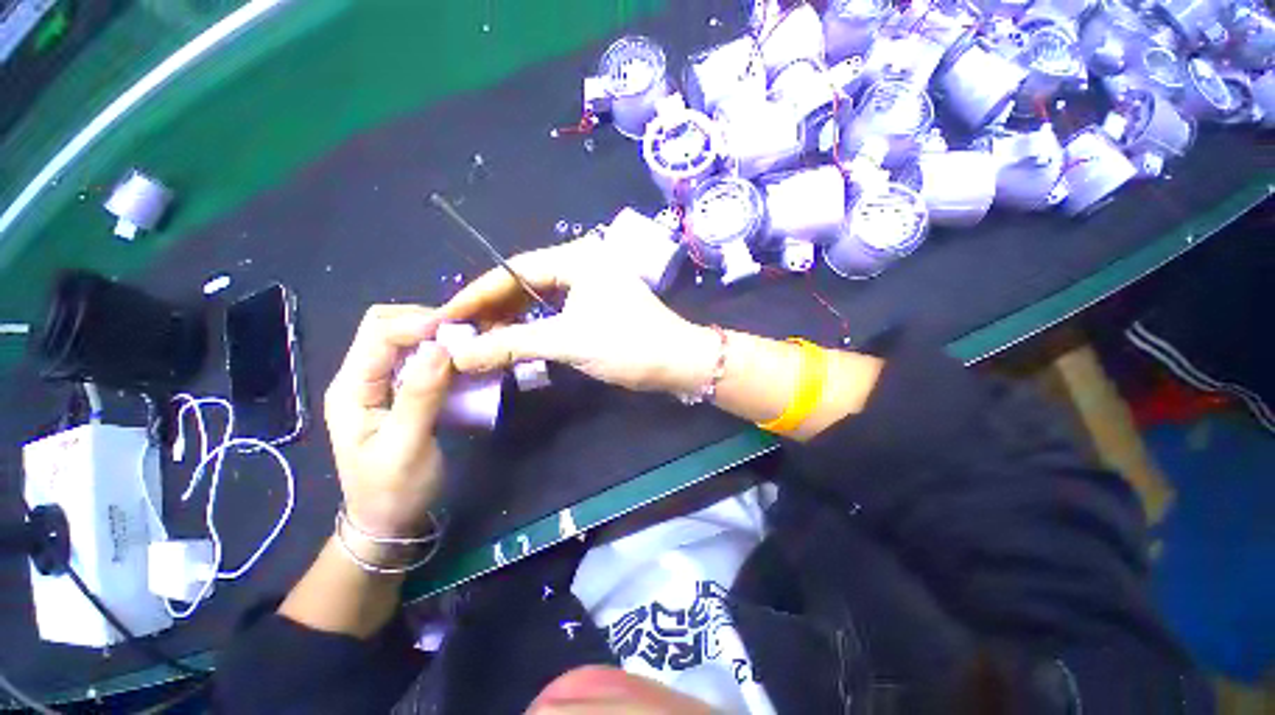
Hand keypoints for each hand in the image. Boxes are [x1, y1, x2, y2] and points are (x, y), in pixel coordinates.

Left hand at [323, 305, 451, 536]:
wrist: (388, 520)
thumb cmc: (394, 489)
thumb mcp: (407, 446)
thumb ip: (421, 396)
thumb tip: (441, 348)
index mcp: (351, 388)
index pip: (379, 334)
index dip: (419, 323)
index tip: (461, 329)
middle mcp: (362, 378)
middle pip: (387, 328)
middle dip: (427, 323)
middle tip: (466, 335)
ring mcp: (381, 385)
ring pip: (406, 341)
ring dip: (437, 337)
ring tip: (470, 345)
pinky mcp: (401, 393)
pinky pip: (421, 360)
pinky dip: (442, 354)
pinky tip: (463, 363)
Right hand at [439, 239, 720, 394]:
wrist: (679, 363)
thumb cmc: (628, 345)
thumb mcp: (568, 341)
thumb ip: (512, 344)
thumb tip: (460, 355)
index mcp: (576, 258)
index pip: (513, 271)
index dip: (476, 294)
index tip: (444, 315)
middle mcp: (582, 263)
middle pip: (524, 283)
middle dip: (492, 308)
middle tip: (459, 331)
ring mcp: (591, 285)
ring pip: (539, 299)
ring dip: (511, 319)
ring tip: (480, 339)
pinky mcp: (597, 305)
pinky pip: (555, 311)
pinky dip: (533, 326)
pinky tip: (513, 340)